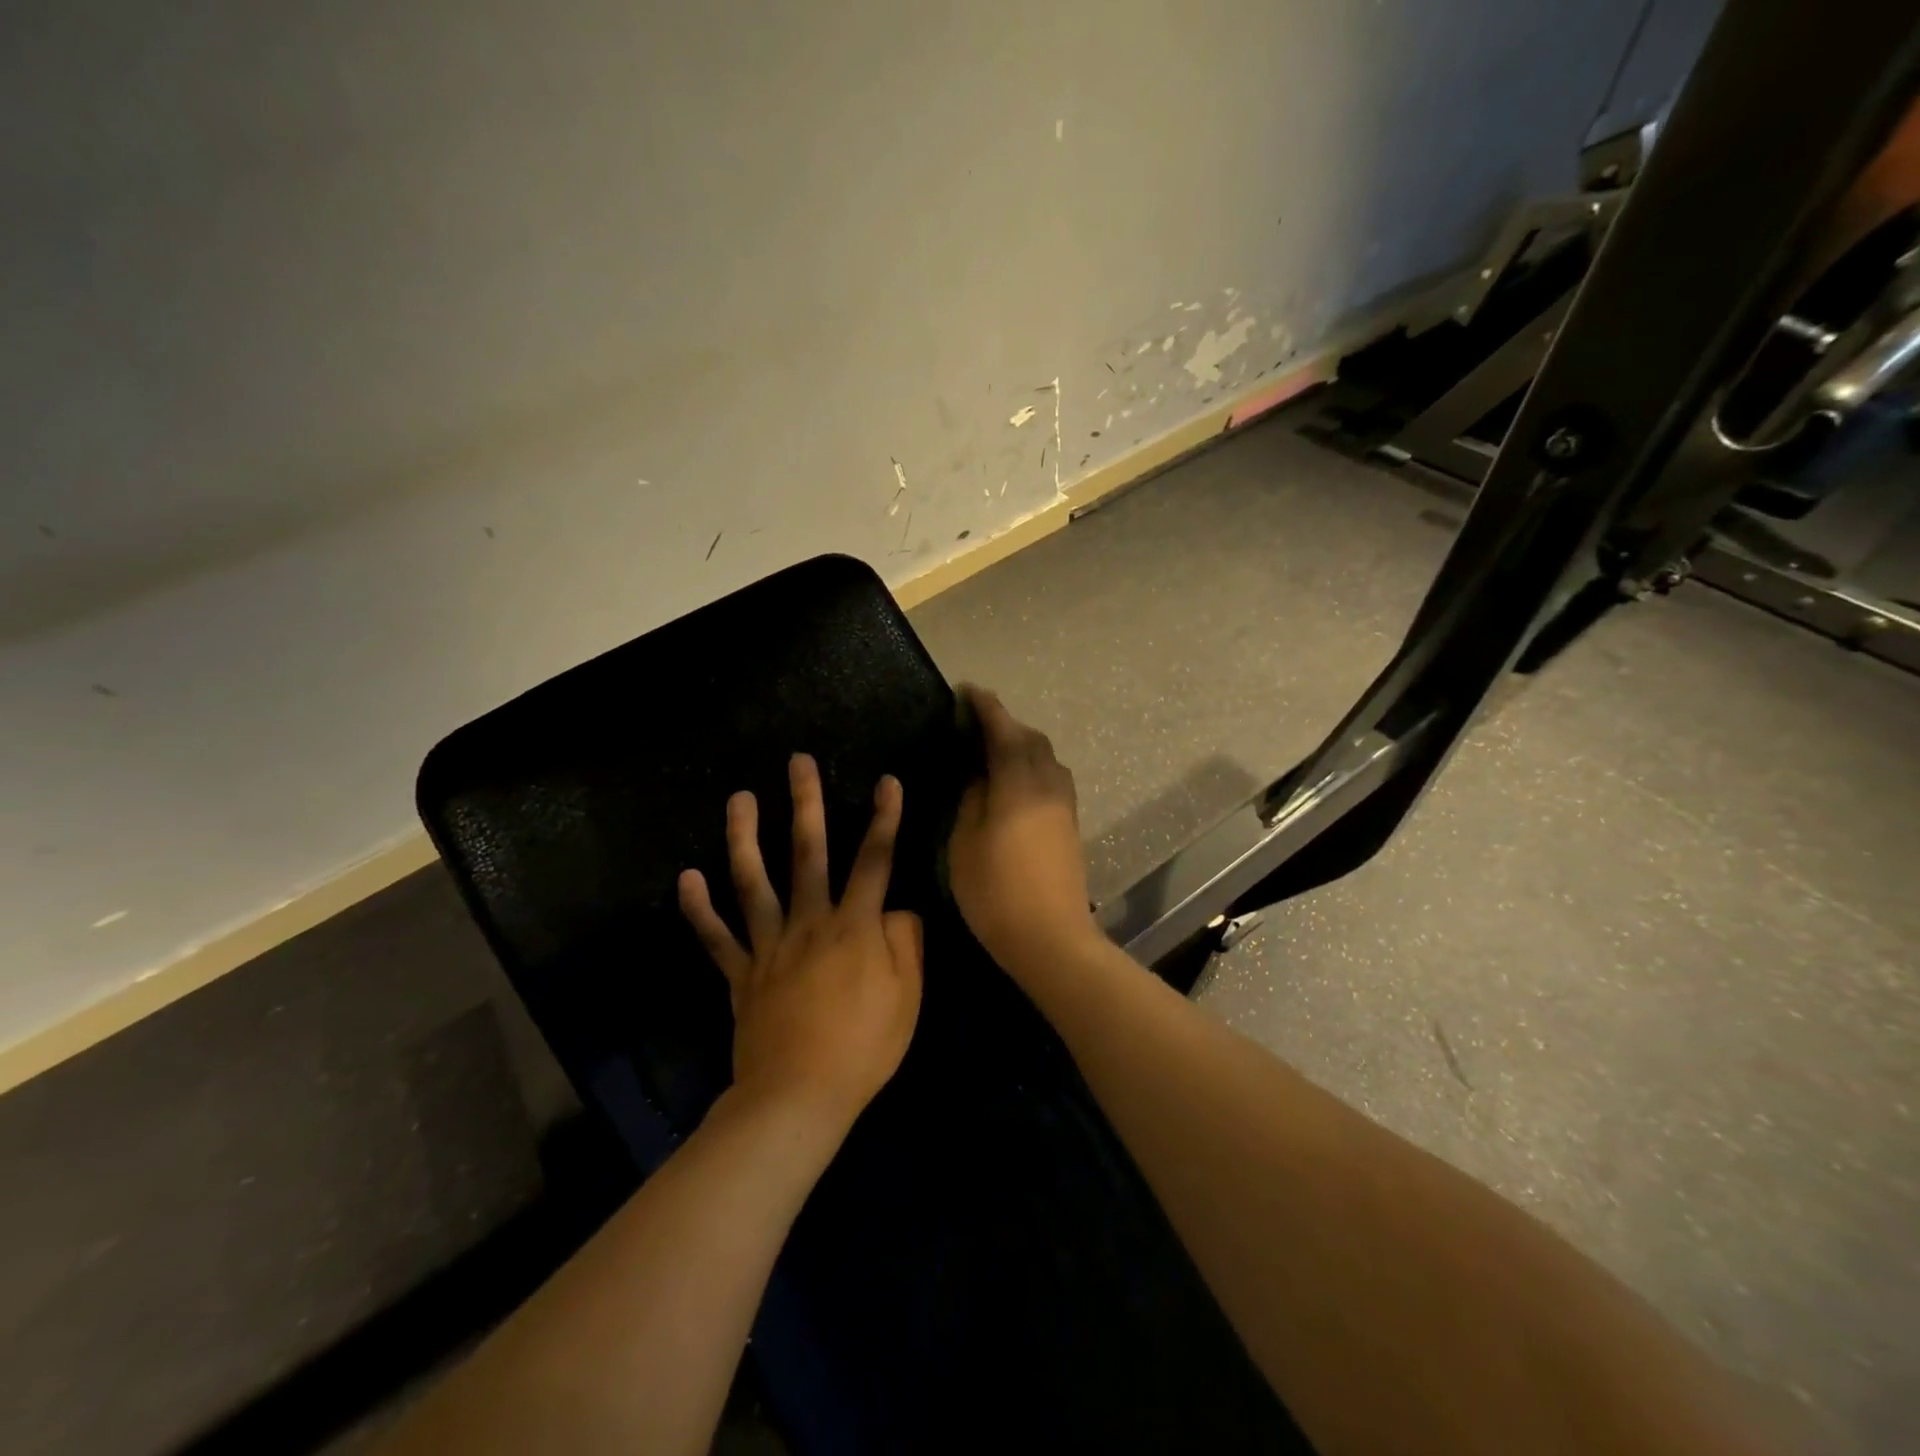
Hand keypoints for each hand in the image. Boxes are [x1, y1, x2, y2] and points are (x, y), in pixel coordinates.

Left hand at [679, 755, 922, 1130]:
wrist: (799, 1097)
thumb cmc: (864, 1047)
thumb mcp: (909, 996)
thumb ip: (907, 942)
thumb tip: (897, 908)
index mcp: (854, 926)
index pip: (875, 860)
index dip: (885, 818)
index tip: (888, 781)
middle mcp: (809, 922)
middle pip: (808, 853)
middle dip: (806, 803)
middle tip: (797, 762)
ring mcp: (769, 945)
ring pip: (754, 881)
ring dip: (745, 837)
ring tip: (738, 799)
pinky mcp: (740, 974)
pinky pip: (716, 937)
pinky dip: (699, 908)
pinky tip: (686, 877)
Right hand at [948, 686, 1100, 978]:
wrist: (1051, 938)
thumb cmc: (996, 892)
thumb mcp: (965, 843)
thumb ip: (972, 799)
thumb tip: (979, 774)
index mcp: (1018, 784)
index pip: (1003, 731)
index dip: (985, 707)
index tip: (967, 690)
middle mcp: (1048, 784)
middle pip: (1030, 738)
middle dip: (1005, 723)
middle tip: (975, 722)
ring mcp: (1063, 804)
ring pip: (1045, 756)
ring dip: (1021, 743)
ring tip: (992, 749)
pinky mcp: (1070, 822)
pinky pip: (1051, 776)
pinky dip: (1031, 764)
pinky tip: (1014, 779)